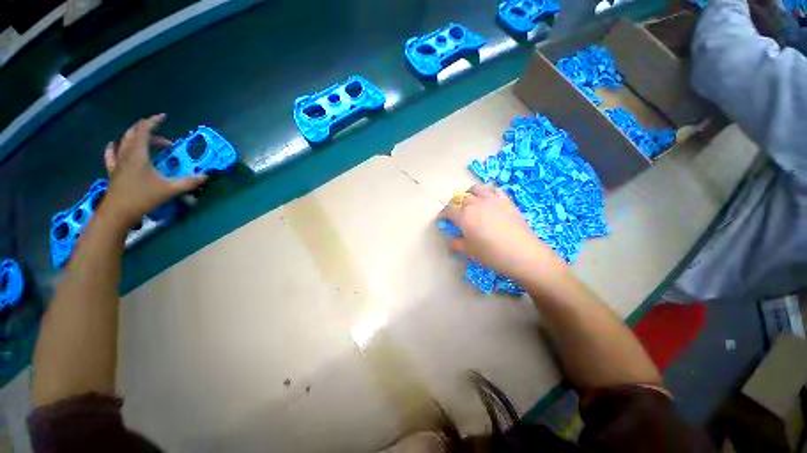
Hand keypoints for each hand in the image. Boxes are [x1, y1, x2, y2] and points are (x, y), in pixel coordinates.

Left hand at [101, 114, 206, 228]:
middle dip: (149, 131)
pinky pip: (112, 154)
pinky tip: (115, 145)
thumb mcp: (170, 189)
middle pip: (134, 134)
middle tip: (165, 139)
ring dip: (136, 138)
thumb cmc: (143, 197)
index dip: (153, 121)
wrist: (117, 213)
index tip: (163, 116)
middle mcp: (126, 154)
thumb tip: (206, 176)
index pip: (144, 130)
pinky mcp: (113, 171)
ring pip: (124, 142)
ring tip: (147, 141)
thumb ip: (189, 182)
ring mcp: (117, 162)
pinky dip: (115, 147)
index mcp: (138, 154)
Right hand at [439, 184, 566, 285]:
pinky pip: (494, 190)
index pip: (448, 209)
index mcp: (464, 216)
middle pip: (461, 198)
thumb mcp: (468, 251)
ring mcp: (492, 199)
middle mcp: (475, 203)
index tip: (442, 219)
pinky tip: (489, 200)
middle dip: (455, 205)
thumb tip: (451, 239)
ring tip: (471, 202)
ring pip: (476, 189)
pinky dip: (488, 192)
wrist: (523, 253)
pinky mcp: (506, 200)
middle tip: (456, 213)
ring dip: (470, 194)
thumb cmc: (491, 254)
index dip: (443, 214)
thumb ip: (456, 243)